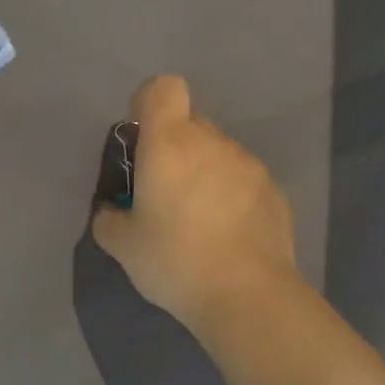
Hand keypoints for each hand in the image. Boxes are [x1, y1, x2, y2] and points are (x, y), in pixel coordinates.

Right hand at [93, 75, 300, 328]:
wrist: (248, 296)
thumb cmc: (174, 260)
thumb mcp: (122, 245)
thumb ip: (109, 217)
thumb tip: (113, 211)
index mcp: (170, 143)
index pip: (163, 88)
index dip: (148, 105)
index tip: (140, 143)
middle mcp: (212, 142)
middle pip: (189, 124)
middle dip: (173, 149)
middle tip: (163, 195)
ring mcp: (249, 165)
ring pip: (217, 154)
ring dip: (203, 174)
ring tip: (197, 223)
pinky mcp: (275, 192)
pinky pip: (242, 180)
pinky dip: (230, 196)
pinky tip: (226, 237)